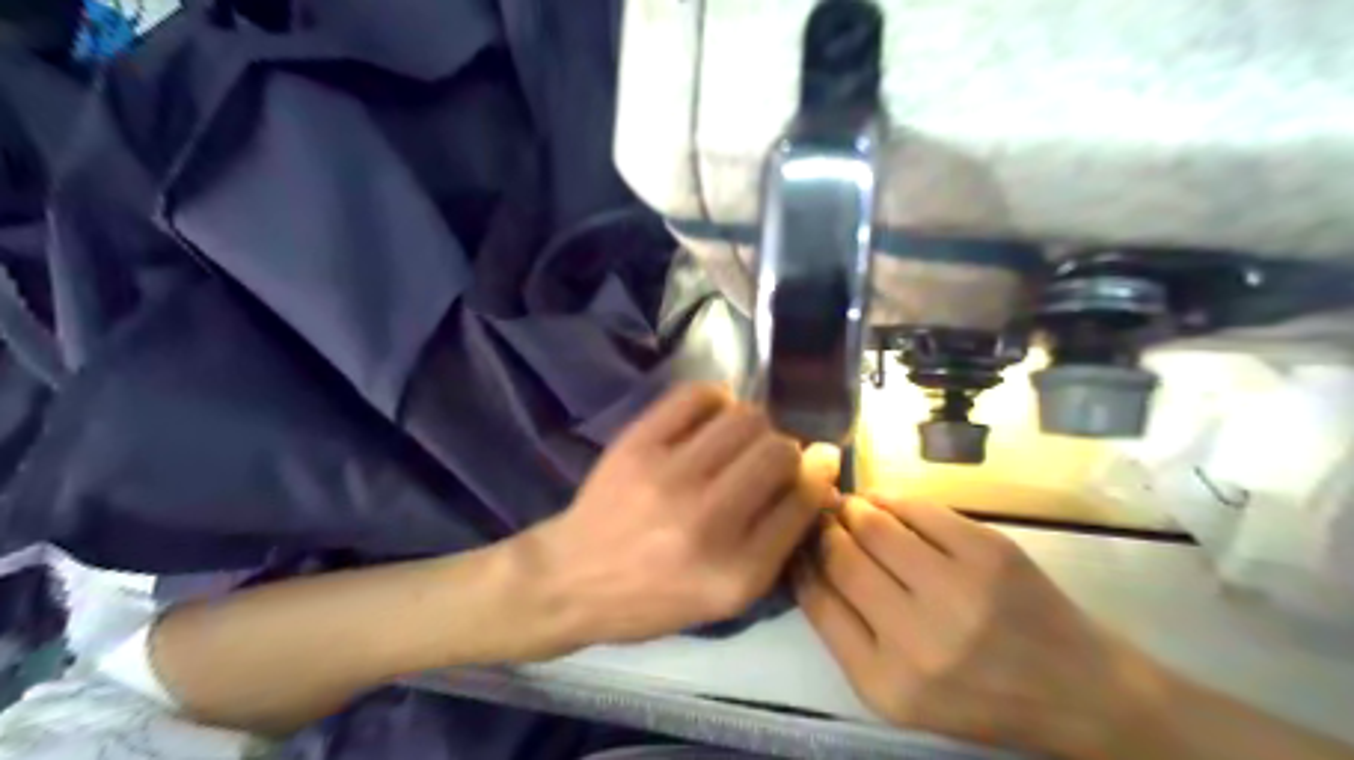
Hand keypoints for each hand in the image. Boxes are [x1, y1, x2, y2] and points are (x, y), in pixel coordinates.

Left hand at [525, 384, 837, 650]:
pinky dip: (716, 399)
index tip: (816, 466)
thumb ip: (774, 544)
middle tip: (772, 456)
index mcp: (736, 573)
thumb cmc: (653, 598)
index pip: (804, 500)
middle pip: (780, 451)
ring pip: (746, 418)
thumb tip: (814, 477)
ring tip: (742, 438)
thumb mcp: (724, 598)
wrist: (571, 579)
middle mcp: (707, 521)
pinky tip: (713, 416)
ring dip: (756, 424)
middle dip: (788, 449)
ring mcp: (669, 477)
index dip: (818, 476)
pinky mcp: (637, 444)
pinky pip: (697, 396)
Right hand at [797, 496, 1162, 757]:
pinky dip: (891, 499)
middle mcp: (915, 640)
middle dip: (824, 528)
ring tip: (852, 508)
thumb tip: (806, 556)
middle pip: (840, 556)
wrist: (1078, 693)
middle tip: (823, 516)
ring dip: (854, 509)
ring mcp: (956, 591)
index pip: (816, 599)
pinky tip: (885, 503)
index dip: (800, 559)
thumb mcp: (899, 689)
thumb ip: (846, 630)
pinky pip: (916, 508)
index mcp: (884, 683)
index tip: (797, 540)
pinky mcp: (988, 553)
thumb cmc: (978, 695)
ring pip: (873, 525)